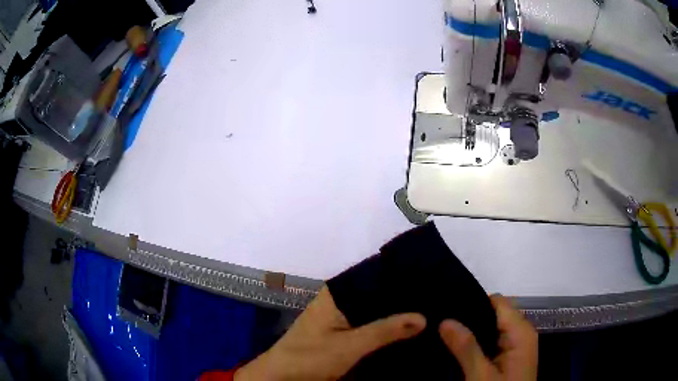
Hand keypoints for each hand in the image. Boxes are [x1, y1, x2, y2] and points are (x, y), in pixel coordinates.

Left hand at [235, 286, 425, 380]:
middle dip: (402, 298)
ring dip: (395, 313)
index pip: (375, 276)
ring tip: (430, 309)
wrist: (283, 377)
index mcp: (337, 293)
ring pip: (374, 310)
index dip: (401, 278)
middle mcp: (339, 299)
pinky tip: (407, 328)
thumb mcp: (350, 345)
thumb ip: (385, 330)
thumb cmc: (311, 357)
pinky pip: (369, 324)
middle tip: (435, 297)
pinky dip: (385, 326)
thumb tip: (423, 316)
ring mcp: (340, 316)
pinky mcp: (342, 331)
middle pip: (377, 294)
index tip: (431, 279)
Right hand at [439, 295, 537, 380]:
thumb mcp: (481, 376)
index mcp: (520, 332)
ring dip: (470, 332)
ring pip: (491, 329)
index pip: (497, 302)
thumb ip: (466, 348)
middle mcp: (521, 334)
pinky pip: (491, 342)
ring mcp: (515, 346)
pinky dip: (475, 343)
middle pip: (494, 314)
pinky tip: (456, 348)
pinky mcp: (508, 358)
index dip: (473, 301)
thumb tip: (445, 320)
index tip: (446, 307)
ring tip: (441, 333)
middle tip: (438, 324)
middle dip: (469, 318)